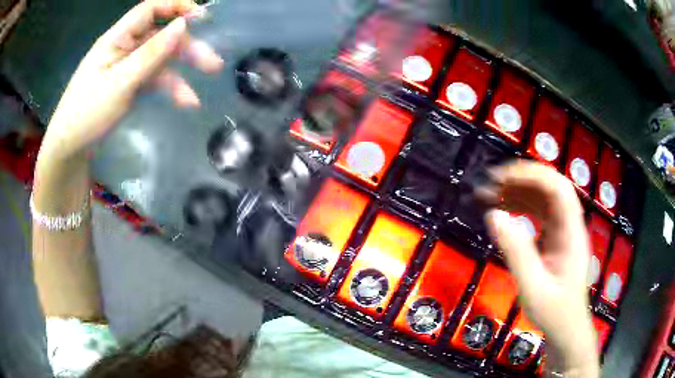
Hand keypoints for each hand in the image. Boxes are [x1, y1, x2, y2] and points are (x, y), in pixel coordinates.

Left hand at [39, 0, 222, 161]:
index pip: (150, 9)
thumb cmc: (88, 113)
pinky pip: (152, 79)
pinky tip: (182, 103)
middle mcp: (124, 47)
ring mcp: (127, 67)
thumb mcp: (120, 82)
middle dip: (186, 48)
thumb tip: (182, 24)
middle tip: (213, 64)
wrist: (69, 149)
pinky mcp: (128, 84)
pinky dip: (167, 89)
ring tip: (195, 99)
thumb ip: (151, 54)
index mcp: (117, 38)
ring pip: (159, 61)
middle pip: (160, 37)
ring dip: (179, 75)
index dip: (176, 7)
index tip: (202, 18)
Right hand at [479, 160, 598, 375]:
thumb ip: (516, 252)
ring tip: (491, 194)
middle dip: (521, 179)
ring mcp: (563, 230)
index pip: (557, 187)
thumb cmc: (553, 312)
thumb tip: (494, 215)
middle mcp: (570, 224)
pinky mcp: (556, 238)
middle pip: (550, 186)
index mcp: (571, 232)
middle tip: (491, 184)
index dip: (531, 175)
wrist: (566, 329)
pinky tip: (505, 209)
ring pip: (544, 198)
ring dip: (519, 191)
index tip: (501, 178)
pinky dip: (522, 206)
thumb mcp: (532, 287)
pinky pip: (539, 213)